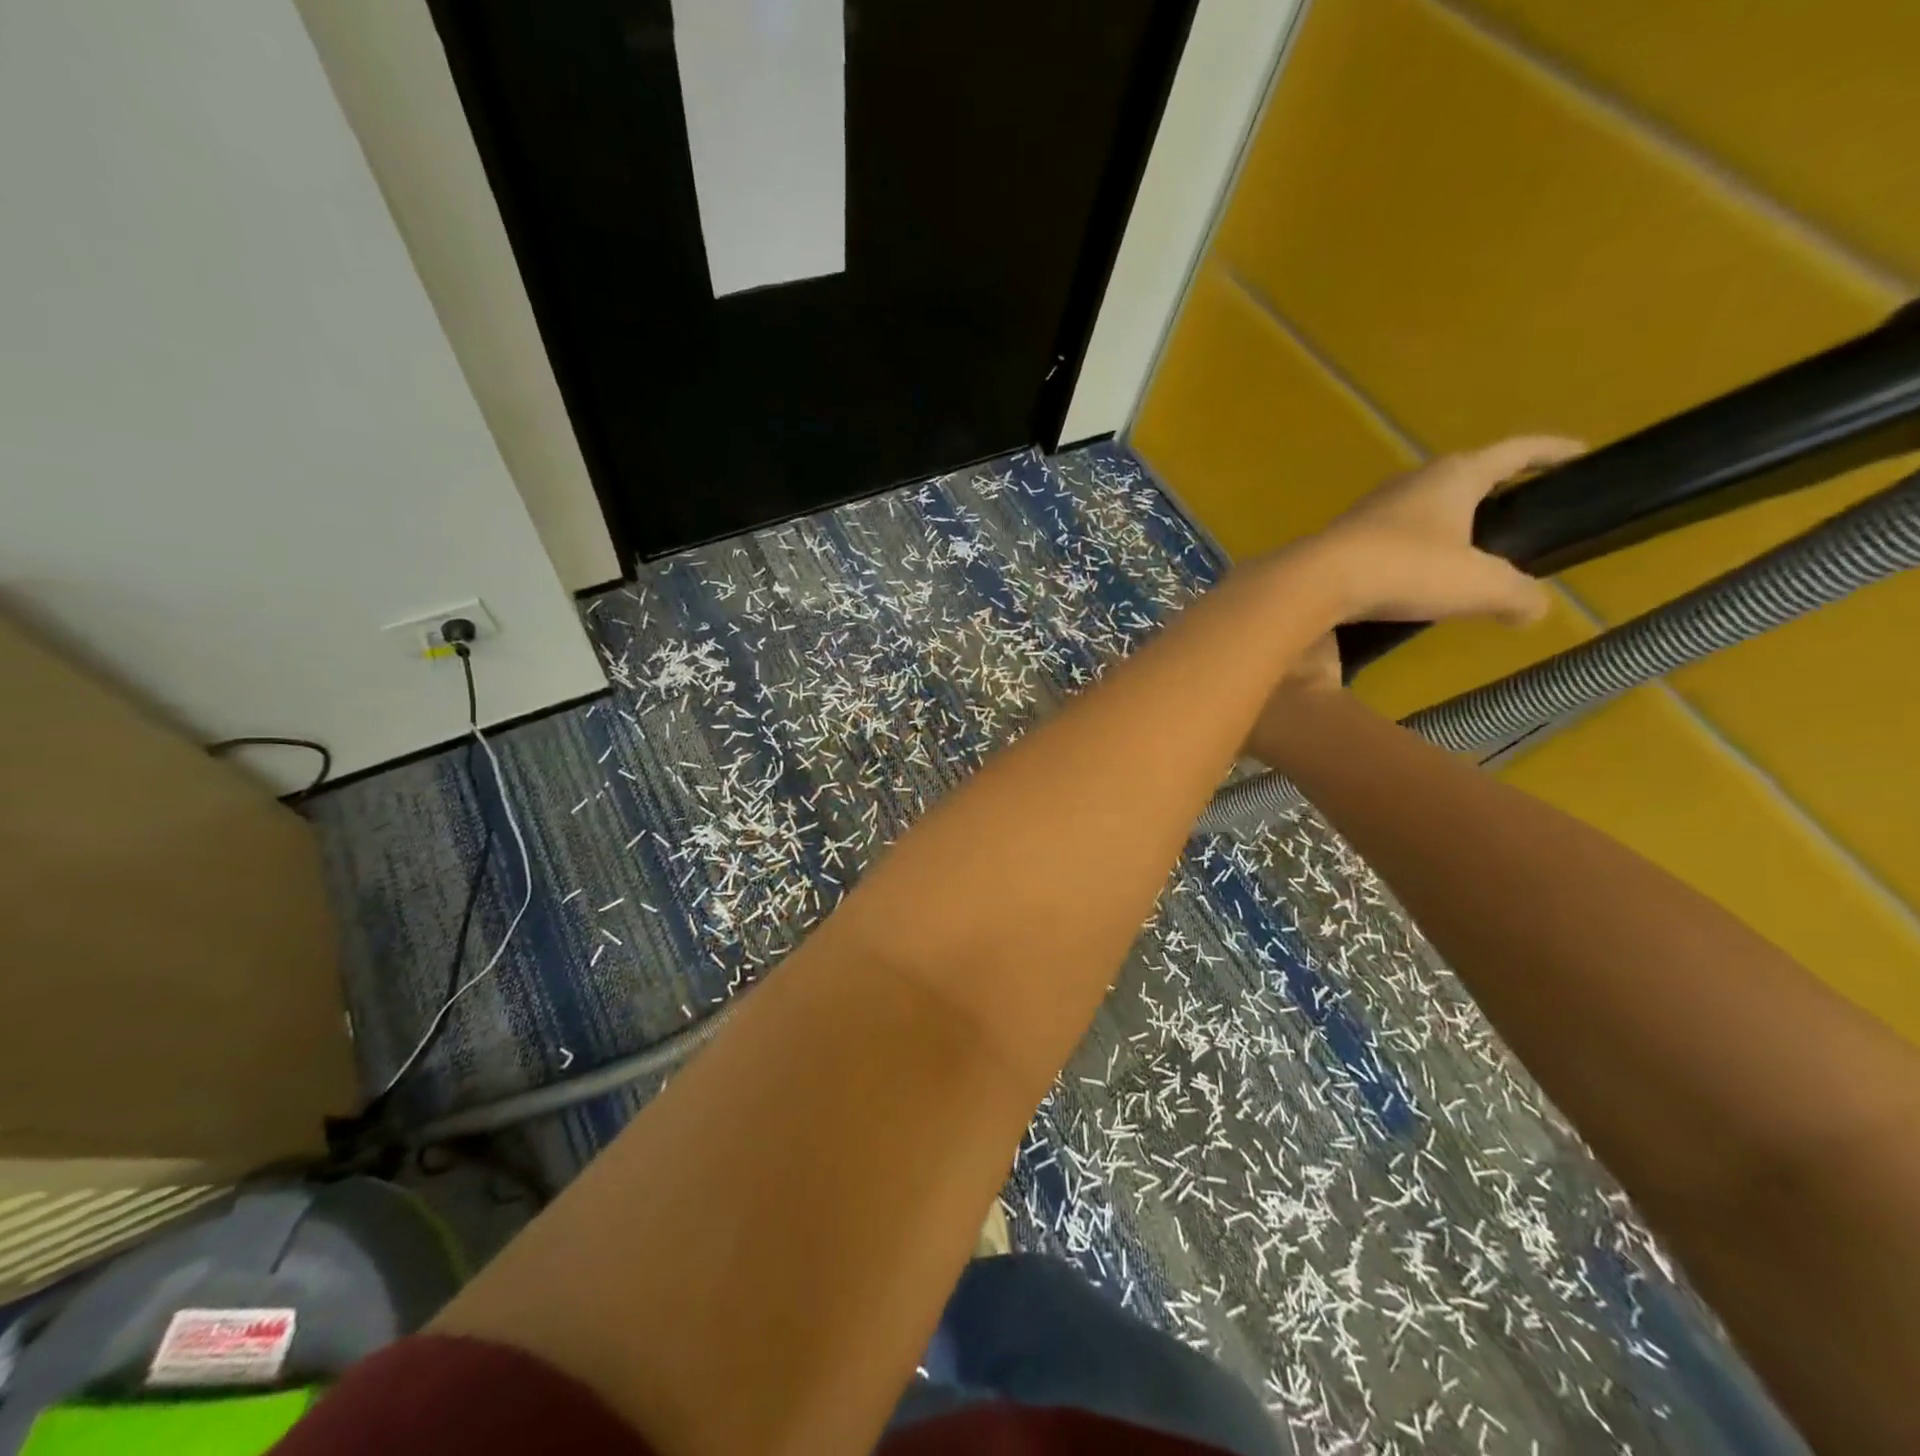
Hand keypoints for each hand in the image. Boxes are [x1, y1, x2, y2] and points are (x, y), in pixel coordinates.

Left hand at [1309, 436, 1584, 626]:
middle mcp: (1411, 483)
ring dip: (1445, 527)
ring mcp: (1371, 509)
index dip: (1551, 452)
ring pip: (1421, 510)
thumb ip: (1517, 595)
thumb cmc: (1407, 569)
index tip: (1579, 455)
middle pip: (1462, 476)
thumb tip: (1534, 610)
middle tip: (1515, 517)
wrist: (1317, 582)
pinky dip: (1410, 554)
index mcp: (1455, 476)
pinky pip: (1389, 540)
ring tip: (1463, 559)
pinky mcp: (1343, 539)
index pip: (1516, 451)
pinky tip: (1411, 582)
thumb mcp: (1480, 585)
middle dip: (1491, 492)